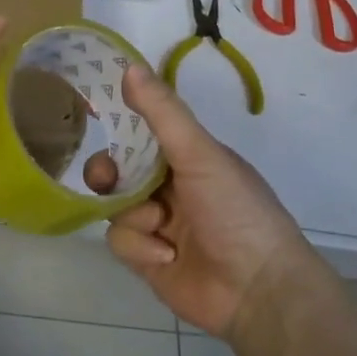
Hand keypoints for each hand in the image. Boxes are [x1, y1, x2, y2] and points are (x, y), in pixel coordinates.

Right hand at [93, 64, 318, 337]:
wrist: (258, 290)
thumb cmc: (235, 210)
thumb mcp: (200, 154)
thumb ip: (163, 112)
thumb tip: (129, 66)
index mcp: (187, 156)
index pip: (141, 132)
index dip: (119, 128)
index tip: (98, 122)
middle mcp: (170, 187)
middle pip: (118, 170)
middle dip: (108, 174)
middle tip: (107, 179)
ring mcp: (157, 224)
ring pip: (115, 207)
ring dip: (134, 215)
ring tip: (160, 227)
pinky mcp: (148, 259)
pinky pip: (121, 241)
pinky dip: (140, 247)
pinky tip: (167, 256)